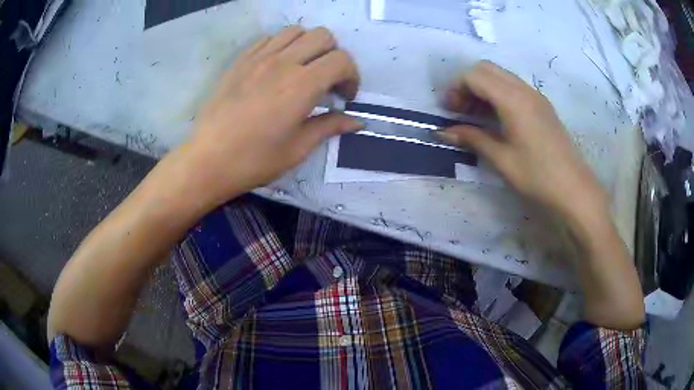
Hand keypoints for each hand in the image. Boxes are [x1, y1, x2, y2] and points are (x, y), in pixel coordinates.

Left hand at [181, 26, 361, 207]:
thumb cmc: (255, 160)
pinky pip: (269, 39)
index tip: (345, 97)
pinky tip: (278, 68)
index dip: (352, 76)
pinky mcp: (241, 60)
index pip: (341, 60)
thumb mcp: (298, 148)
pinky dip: (283, 46)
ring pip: (296, 31)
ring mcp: (258, 58)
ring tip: (304, 69)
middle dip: (334, 55)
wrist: (208, 160)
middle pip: (323, 36)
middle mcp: (283, 62)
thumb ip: (330, 126)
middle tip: (327, 81)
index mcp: (302, 85)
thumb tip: (358, 121)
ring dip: (309, 46)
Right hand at [439, 61, 607, 219]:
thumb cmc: (537, 176)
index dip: (456, 89)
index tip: (448, 110)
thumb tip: (443, 132)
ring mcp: (535, 96)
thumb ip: (472, 138)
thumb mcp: (501, 159)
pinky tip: (496, 119)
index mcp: (512, 99)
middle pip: (486, 69)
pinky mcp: (542, 106)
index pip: (474, 76)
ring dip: (483, 89)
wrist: (573, 189)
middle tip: (460, 110)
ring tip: (475, 116)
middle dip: (467, 84)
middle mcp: (524, 89)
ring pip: (501, 77)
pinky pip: (514, 88)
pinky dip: (498, 95)